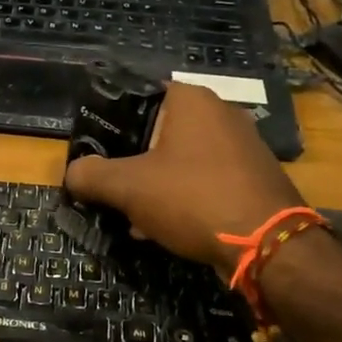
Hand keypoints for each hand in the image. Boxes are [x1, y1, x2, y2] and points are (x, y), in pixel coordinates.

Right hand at [64, 83, 302, 271]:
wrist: (269, 245)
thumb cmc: (193, 198)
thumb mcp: (128, 187)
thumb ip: (91, 175)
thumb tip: (72, 173)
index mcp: (190, 100)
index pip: (137, 96)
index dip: (110, 123)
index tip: (94, 152)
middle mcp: (220, 112)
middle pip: (157, 132)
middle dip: (131, 162)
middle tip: (111, 188)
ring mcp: (242, 145)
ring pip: (180, 160)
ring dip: (154, 185)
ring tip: (133, 217)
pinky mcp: (253, 177)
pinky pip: (204, 180)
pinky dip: (182, 197)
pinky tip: (165, 228)